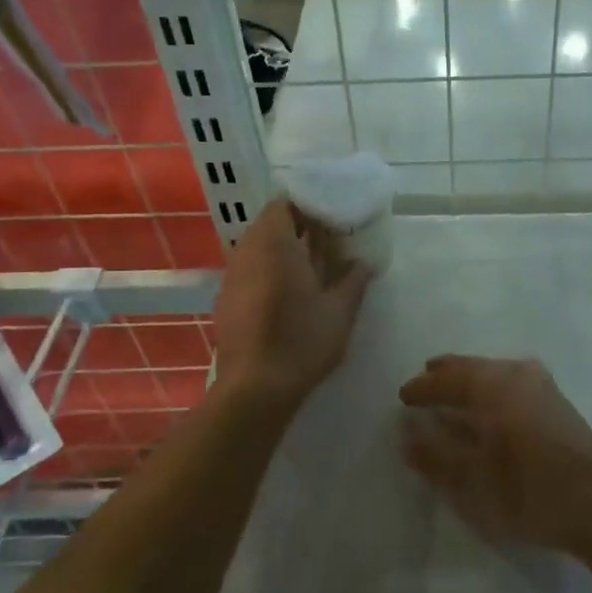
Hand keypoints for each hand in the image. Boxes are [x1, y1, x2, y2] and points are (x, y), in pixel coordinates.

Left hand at [213, 199, 371, 406]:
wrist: (254, 389)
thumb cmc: (301, 341)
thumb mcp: (340, 311)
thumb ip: (354, 280)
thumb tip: (364, 263)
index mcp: (274, 244)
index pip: (284, 203)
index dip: (308, 204)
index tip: (332, 212)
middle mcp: (247, 252)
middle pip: (271, 224)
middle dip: (299, 226)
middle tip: (329, 236)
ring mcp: (232, 276)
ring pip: (259, 247)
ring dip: (284, 249)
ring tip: (314, 263)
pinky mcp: (227, 299)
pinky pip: (250, 269)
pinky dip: (270, 269)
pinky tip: (291, 290)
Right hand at [398, 355, 591, 556]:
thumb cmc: (530, 493)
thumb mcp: (473, 482)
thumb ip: (436, 456)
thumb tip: (408, 436)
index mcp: (493, 386)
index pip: (446, 379)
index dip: (422, 389)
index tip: (403, 397)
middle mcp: (517, 374)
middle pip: (471, 368)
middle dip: (445, 376)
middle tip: (424, 382)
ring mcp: (541, 385)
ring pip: (493, 372)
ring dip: (468, 381)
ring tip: (451, 393)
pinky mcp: (556, 401)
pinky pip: (510, 382)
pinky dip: (489, 389)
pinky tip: (486, 407)